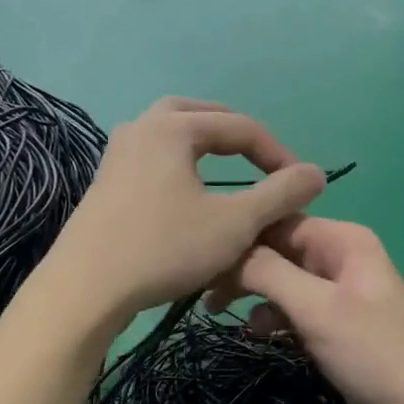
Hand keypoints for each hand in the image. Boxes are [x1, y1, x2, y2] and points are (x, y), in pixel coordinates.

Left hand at [45, 98, 325, 324]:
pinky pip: (153, 158)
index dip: (277, 153)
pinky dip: (180, 164)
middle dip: (236, 134)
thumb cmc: (164, 248)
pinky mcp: (105, 183)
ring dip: (204, 145)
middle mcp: (141, 127)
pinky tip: (188, 193)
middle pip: (199, 115)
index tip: (300, 184)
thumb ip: (280, 194)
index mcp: (172, 126)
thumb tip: (317, 173)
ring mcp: (117, 154)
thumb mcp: (235, 224)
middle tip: (261, 158)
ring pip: (171, 134)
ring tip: (229, 169)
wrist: (86, 288)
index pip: (240, 126)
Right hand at [213, 218, 403, 403]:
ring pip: (281, 280)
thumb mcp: (317, 307)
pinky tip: (254, 332)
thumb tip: (227, 251)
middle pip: (278, 249)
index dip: (241, 235)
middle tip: (202, 288)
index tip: (201, 257)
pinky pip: (292, 309)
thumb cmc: (372, 352)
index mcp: (343, 240)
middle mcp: (339, 258)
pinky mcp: (332, 326)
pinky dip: (271, 317)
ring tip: (216, 309)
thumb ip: (269, 273)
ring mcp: (337, 293)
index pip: (279, 221)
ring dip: (252, 293)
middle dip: (242, 266)